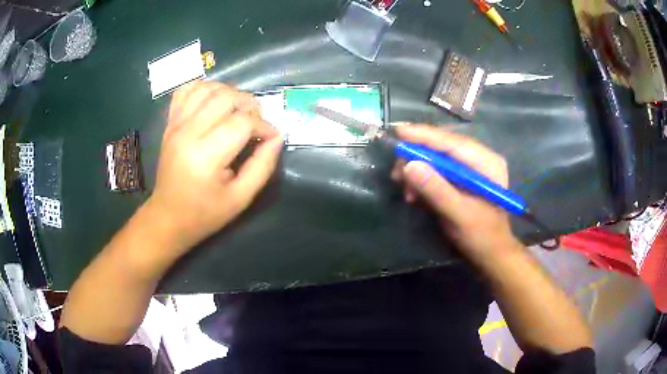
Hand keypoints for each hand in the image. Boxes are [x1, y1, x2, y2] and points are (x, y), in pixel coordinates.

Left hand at [146, 82, 282, 252]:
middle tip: (256, 122)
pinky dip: (203, 89)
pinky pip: (185, 91)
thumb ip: (262, 167)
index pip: (242, 122)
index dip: (264, 125)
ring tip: (237, 110)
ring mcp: (176, 125)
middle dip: (249, 104)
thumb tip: (276, 138)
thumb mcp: (240, 199)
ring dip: (229, 92)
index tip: (272, 137)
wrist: (168, 217)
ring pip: (207, 88)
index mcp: (206, 156)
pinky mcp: (170, 123)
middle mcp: (188, 132)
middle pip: (225, 97)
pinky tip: (213, 101)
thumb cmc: (204, 213)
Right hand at [391, 125, 520, 261]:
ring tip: (404, 188)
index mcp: (486, 162)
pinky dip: (423, 180)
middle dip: (417, 157)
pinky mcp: (461, 179)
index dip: (425, 136)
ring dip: (418, 170)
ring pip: (437, 158)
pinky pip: (438, 171)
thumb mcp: (459, 214)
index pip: (452, 142)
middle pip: (443, 147)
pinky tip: (414, 193)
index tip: (399, 131)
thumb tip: (408, 165)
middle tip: (397, 173)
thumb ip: (436, 190)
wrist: (490, 254)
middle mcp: (479, 159)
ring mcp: (470, 169)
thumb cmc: (480, 236)